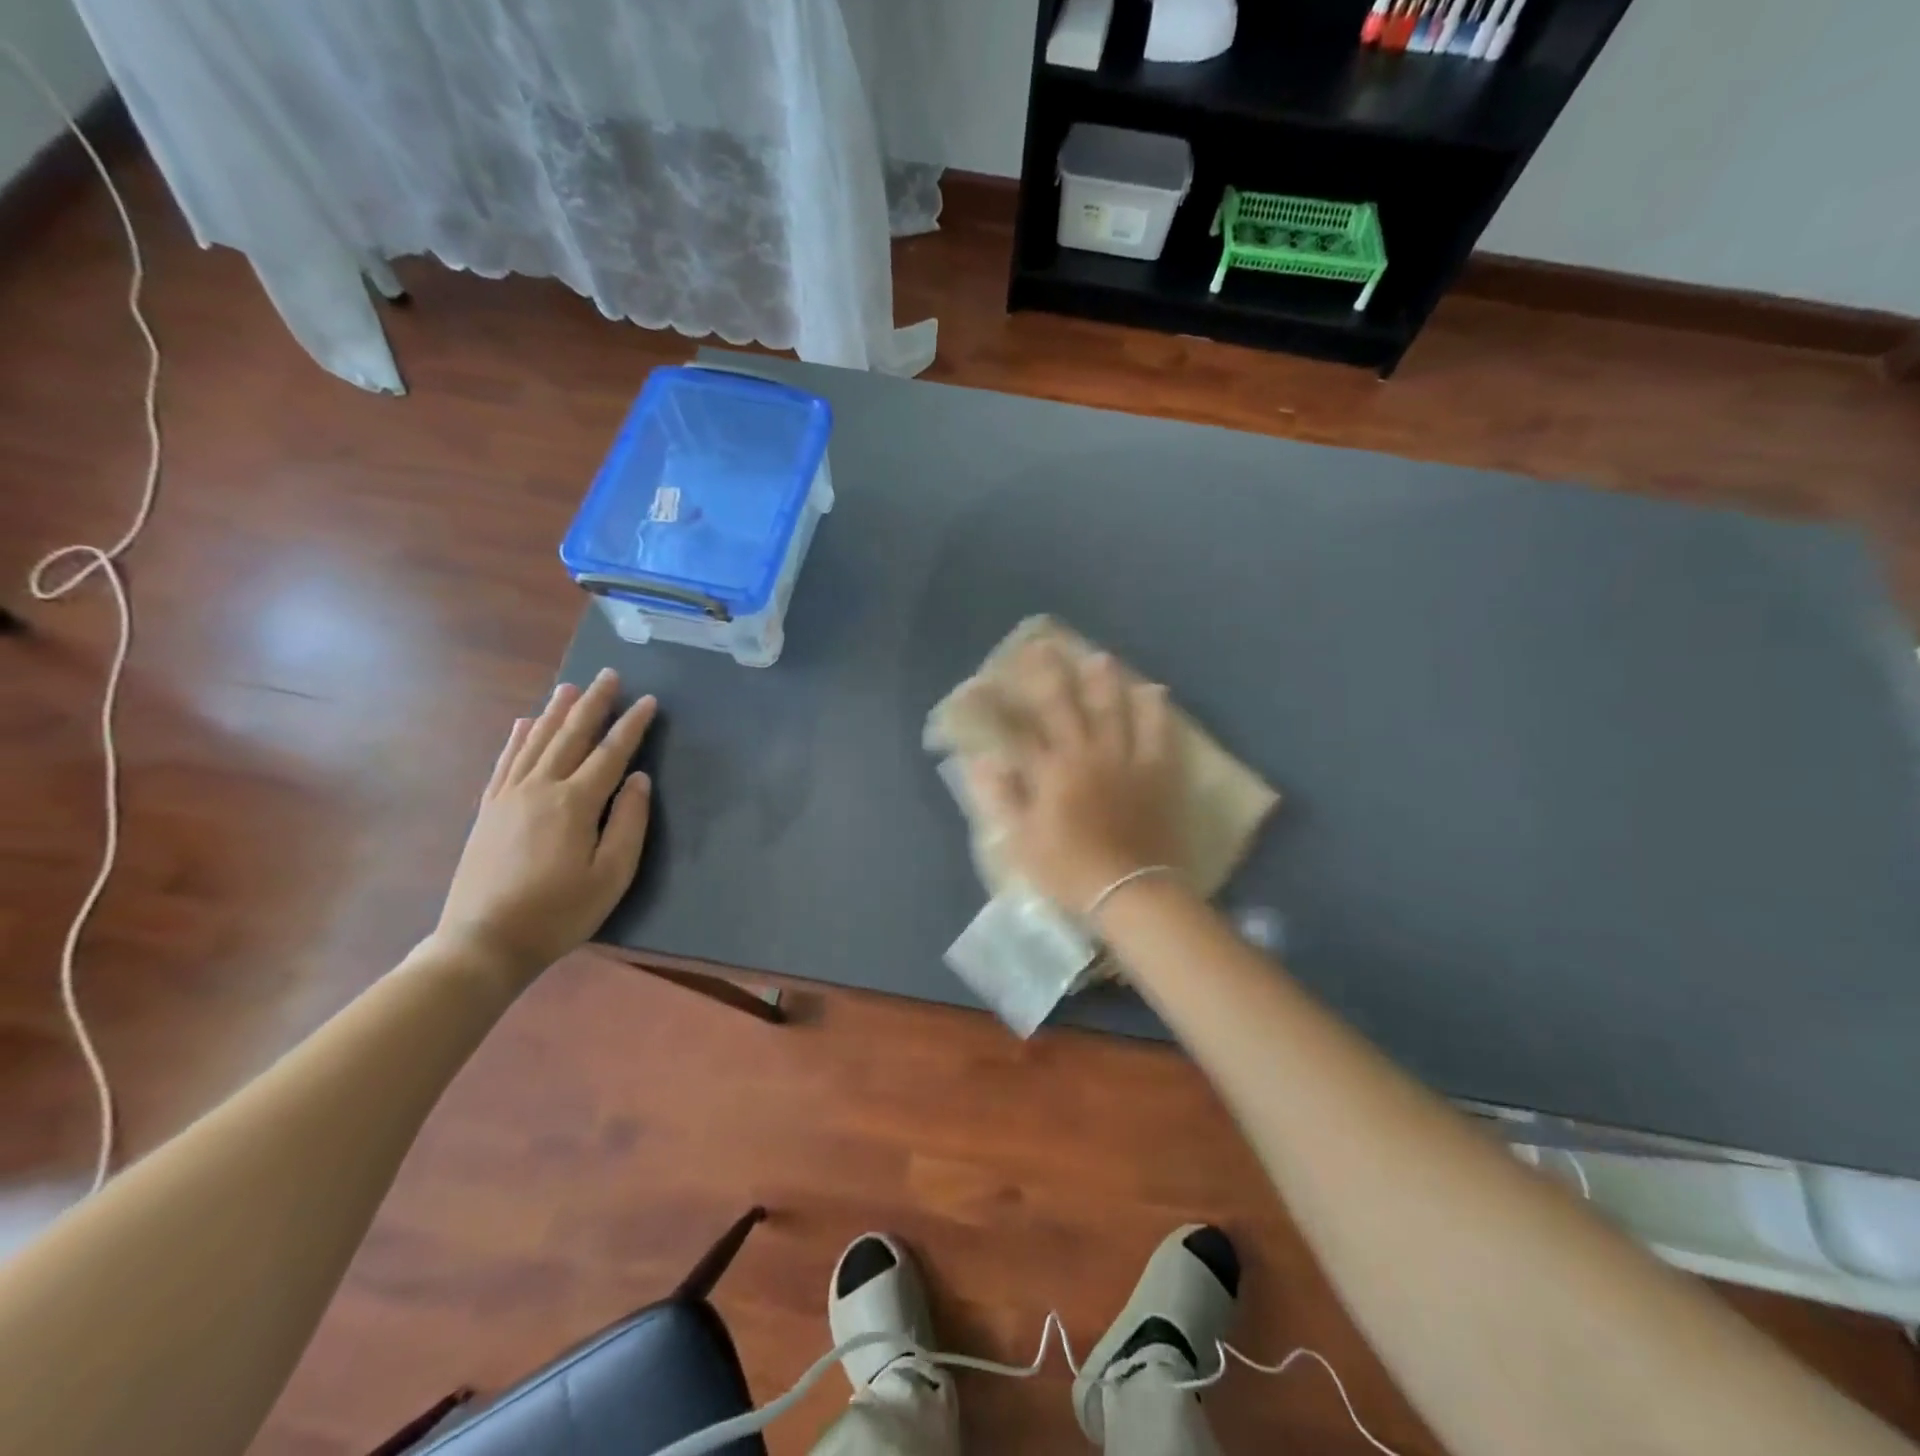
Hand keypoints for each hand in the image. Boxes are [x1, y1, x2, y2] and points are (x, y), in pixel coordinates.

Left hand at [433, 669, 657, 987]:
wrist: (484, 941)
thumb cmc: (559, 912)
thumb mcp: (611, 875)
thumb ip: (629, 823)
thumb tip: (639, 779)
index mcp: (575, 803)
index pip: (611, 753)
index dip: (632, 725)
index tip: (649, 701)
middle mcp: (541, 788)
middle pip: (571, 735)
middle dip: (593, 704)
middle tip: (609, 675)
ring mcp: (509, 796)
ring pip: (537, 741)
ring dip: (556, 711)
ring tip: (571, 687)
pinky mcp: (489, 809)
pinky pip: (506, 762)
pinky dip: (518, 738)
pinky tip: (526, 723)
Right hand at [965, 642, 1182, 914]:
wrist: (1130, 892)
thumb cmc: (1069, 870)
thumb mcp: (1022, 840)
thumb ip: (1001, 797)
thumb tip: (982, 759)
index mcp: (1050, 772)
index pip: (1016, 730)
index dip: (995, 706)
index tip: (979, 684)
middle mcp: (1085, 754)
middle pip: (1064, 706)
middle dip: (1048, 675)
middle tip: (1041, 647)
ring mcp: (1125, 760)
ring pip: (1113, 710)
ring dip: (1104, 682)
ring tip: (1099, 658)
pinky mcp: (1156, 773)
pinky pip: (1158, 734)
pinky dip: (1156, 711)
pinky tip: (1154, 691)